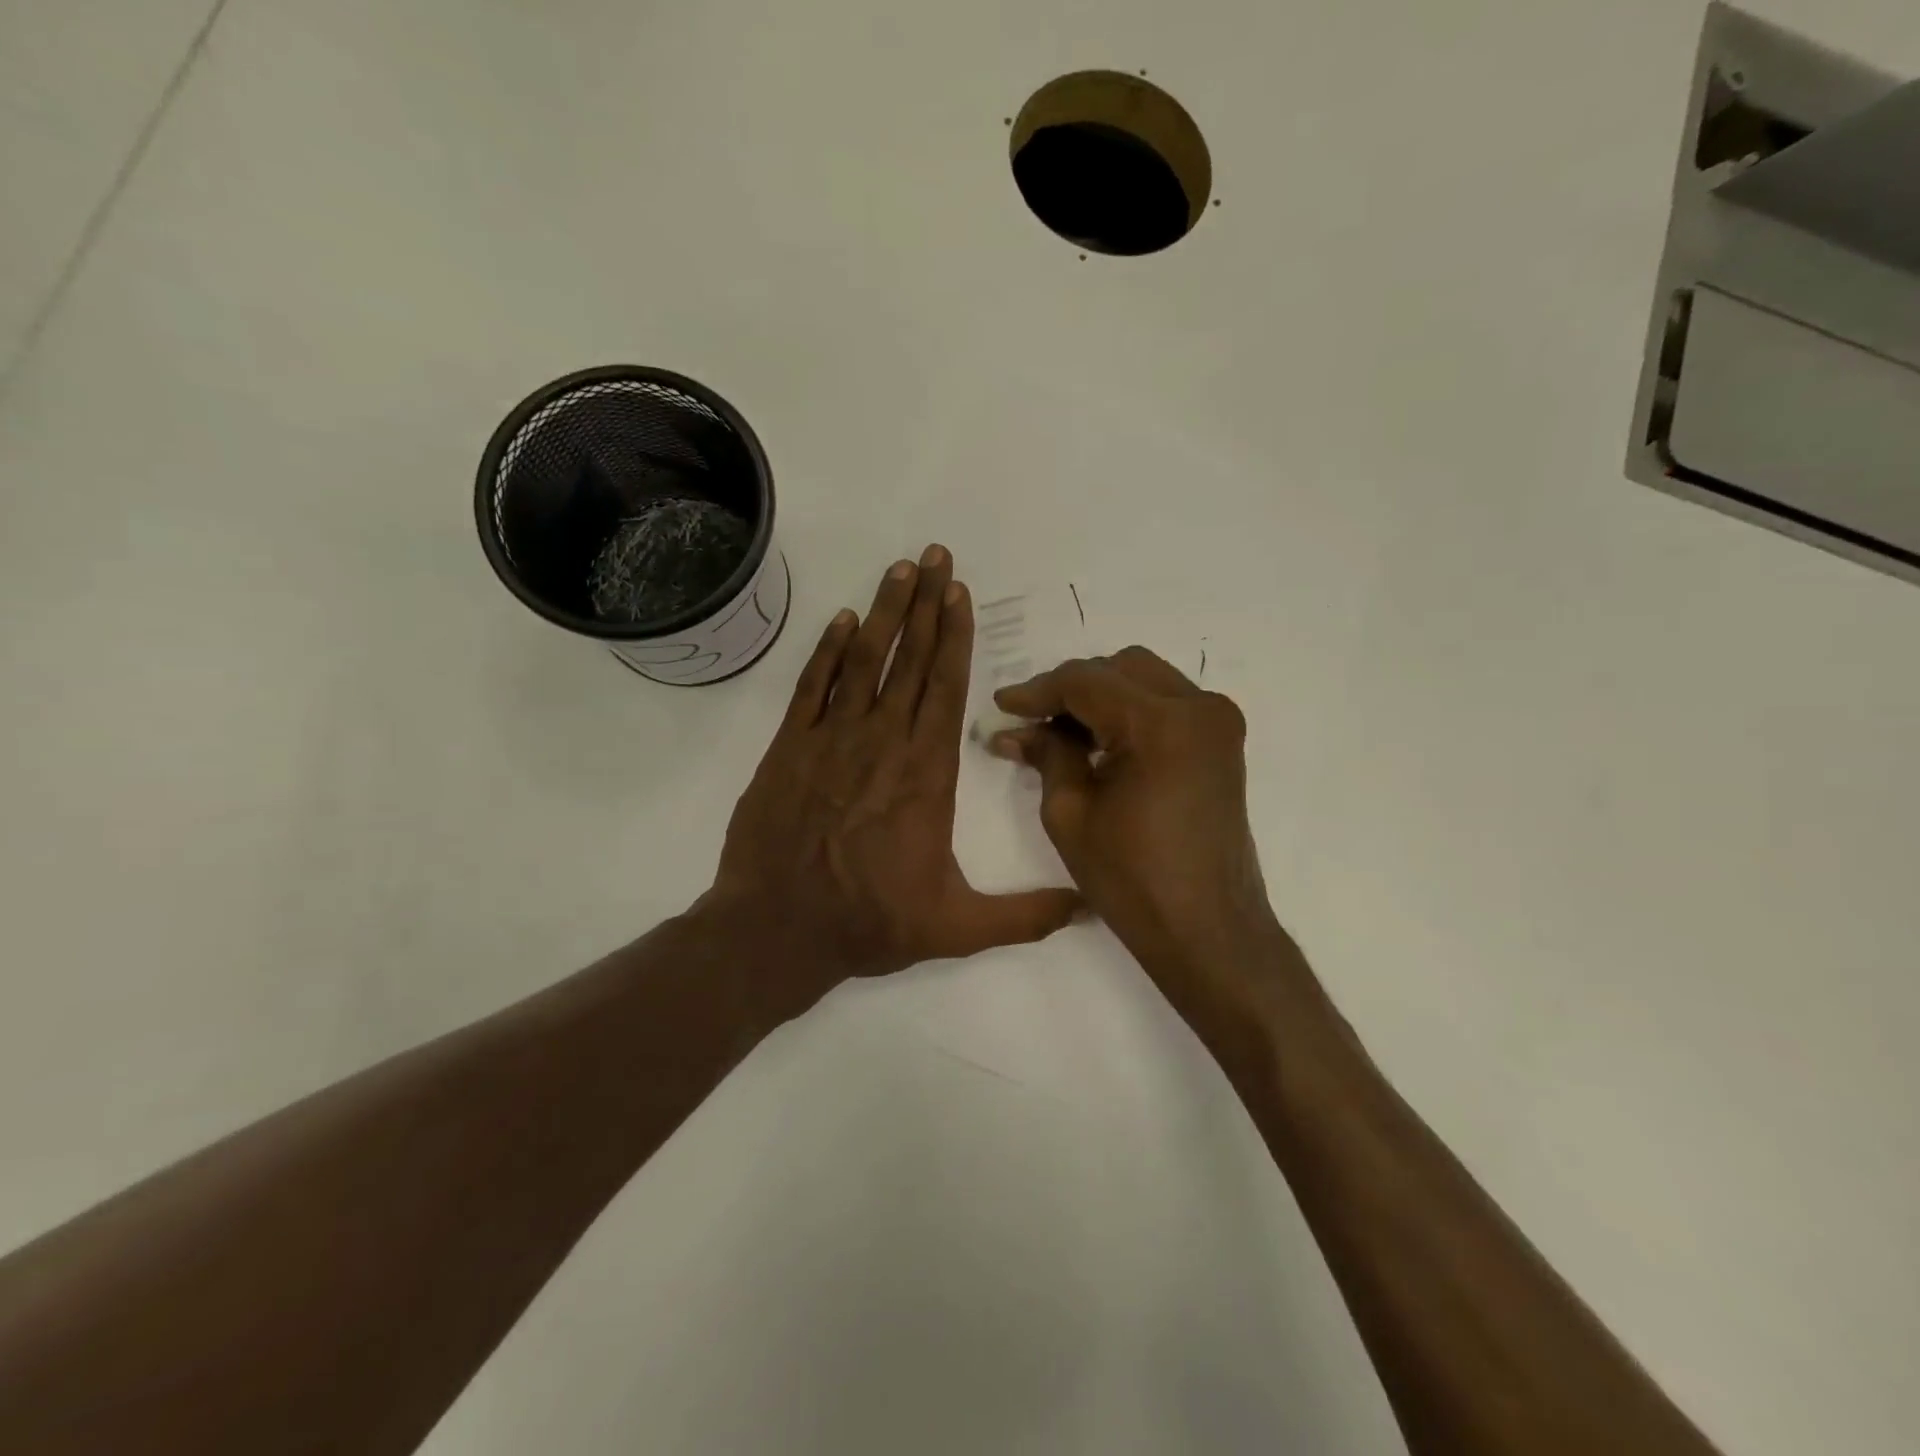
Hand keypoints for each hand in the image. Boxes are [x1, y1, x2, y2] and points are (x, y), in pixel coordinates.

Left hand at [706, 546, 1081, 1009]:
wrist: (777, 930)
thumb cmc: (870, 924)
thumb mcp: (958, 928)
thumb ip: (1027, 916)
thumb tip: (1091, 908)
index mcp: (925, 774)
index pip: (946, 688)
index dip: (955, 637)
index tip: (959, 592)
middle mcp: (882, 742)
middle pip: (910, 660)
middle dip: (926, 604)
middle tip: (935, 554)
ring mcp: (830, 740)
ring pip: (863, 661)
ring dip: (882, 612)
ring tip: (899, 569)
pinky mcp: (787, 748)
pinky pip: (811, 686)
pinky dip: (826, 650)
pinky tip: (840, 620)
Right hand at [990, 648, 1281, 1030]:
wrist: (1208, 931)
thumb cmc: (1132, 881)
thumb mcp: (1070, 814)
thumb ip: (1047, 755)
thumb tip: (1015, 730)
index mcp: (1162, 723)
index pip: (1085, 681)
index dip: (1037, 691)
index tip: (1002, 705)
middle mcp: (1199, 707)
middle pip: (1118, 668)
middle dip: (1070, 689)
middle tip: (1032, 722)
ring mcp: (1218, 722)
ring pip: (1144, 680)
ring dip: (1100, 698)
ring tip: (1060, 735)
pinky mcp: (1222, 742)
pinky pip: (1166, 704)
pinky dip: (1129, 712)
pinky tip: (1099, 742)